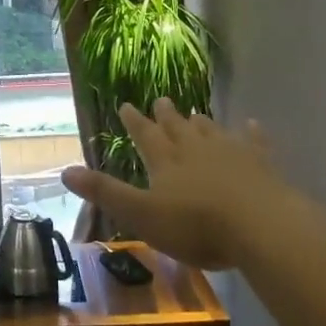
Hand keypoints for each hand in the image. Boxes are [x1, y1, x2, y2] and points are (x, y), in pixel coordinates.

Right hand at [61, 100, 287, 270]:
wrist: (260, 226)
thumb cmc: (196, 226)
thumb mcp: (141, 215)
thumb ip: (105, 193)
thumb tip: (65, 171)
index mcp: (165, 160)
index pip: (144, 135)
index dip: (134, 121)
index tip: (126, 105)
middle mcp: (195, 148)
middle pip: (177, 127)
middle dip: (166, 115)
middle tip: (160, 99)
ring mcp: (231, 153)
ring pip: (211, 131)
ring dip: (200, 123)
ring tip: (195, 114)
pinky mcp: (261, 164)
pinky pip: (254, 142)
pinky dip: (250, 132)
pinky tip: (251, 124)